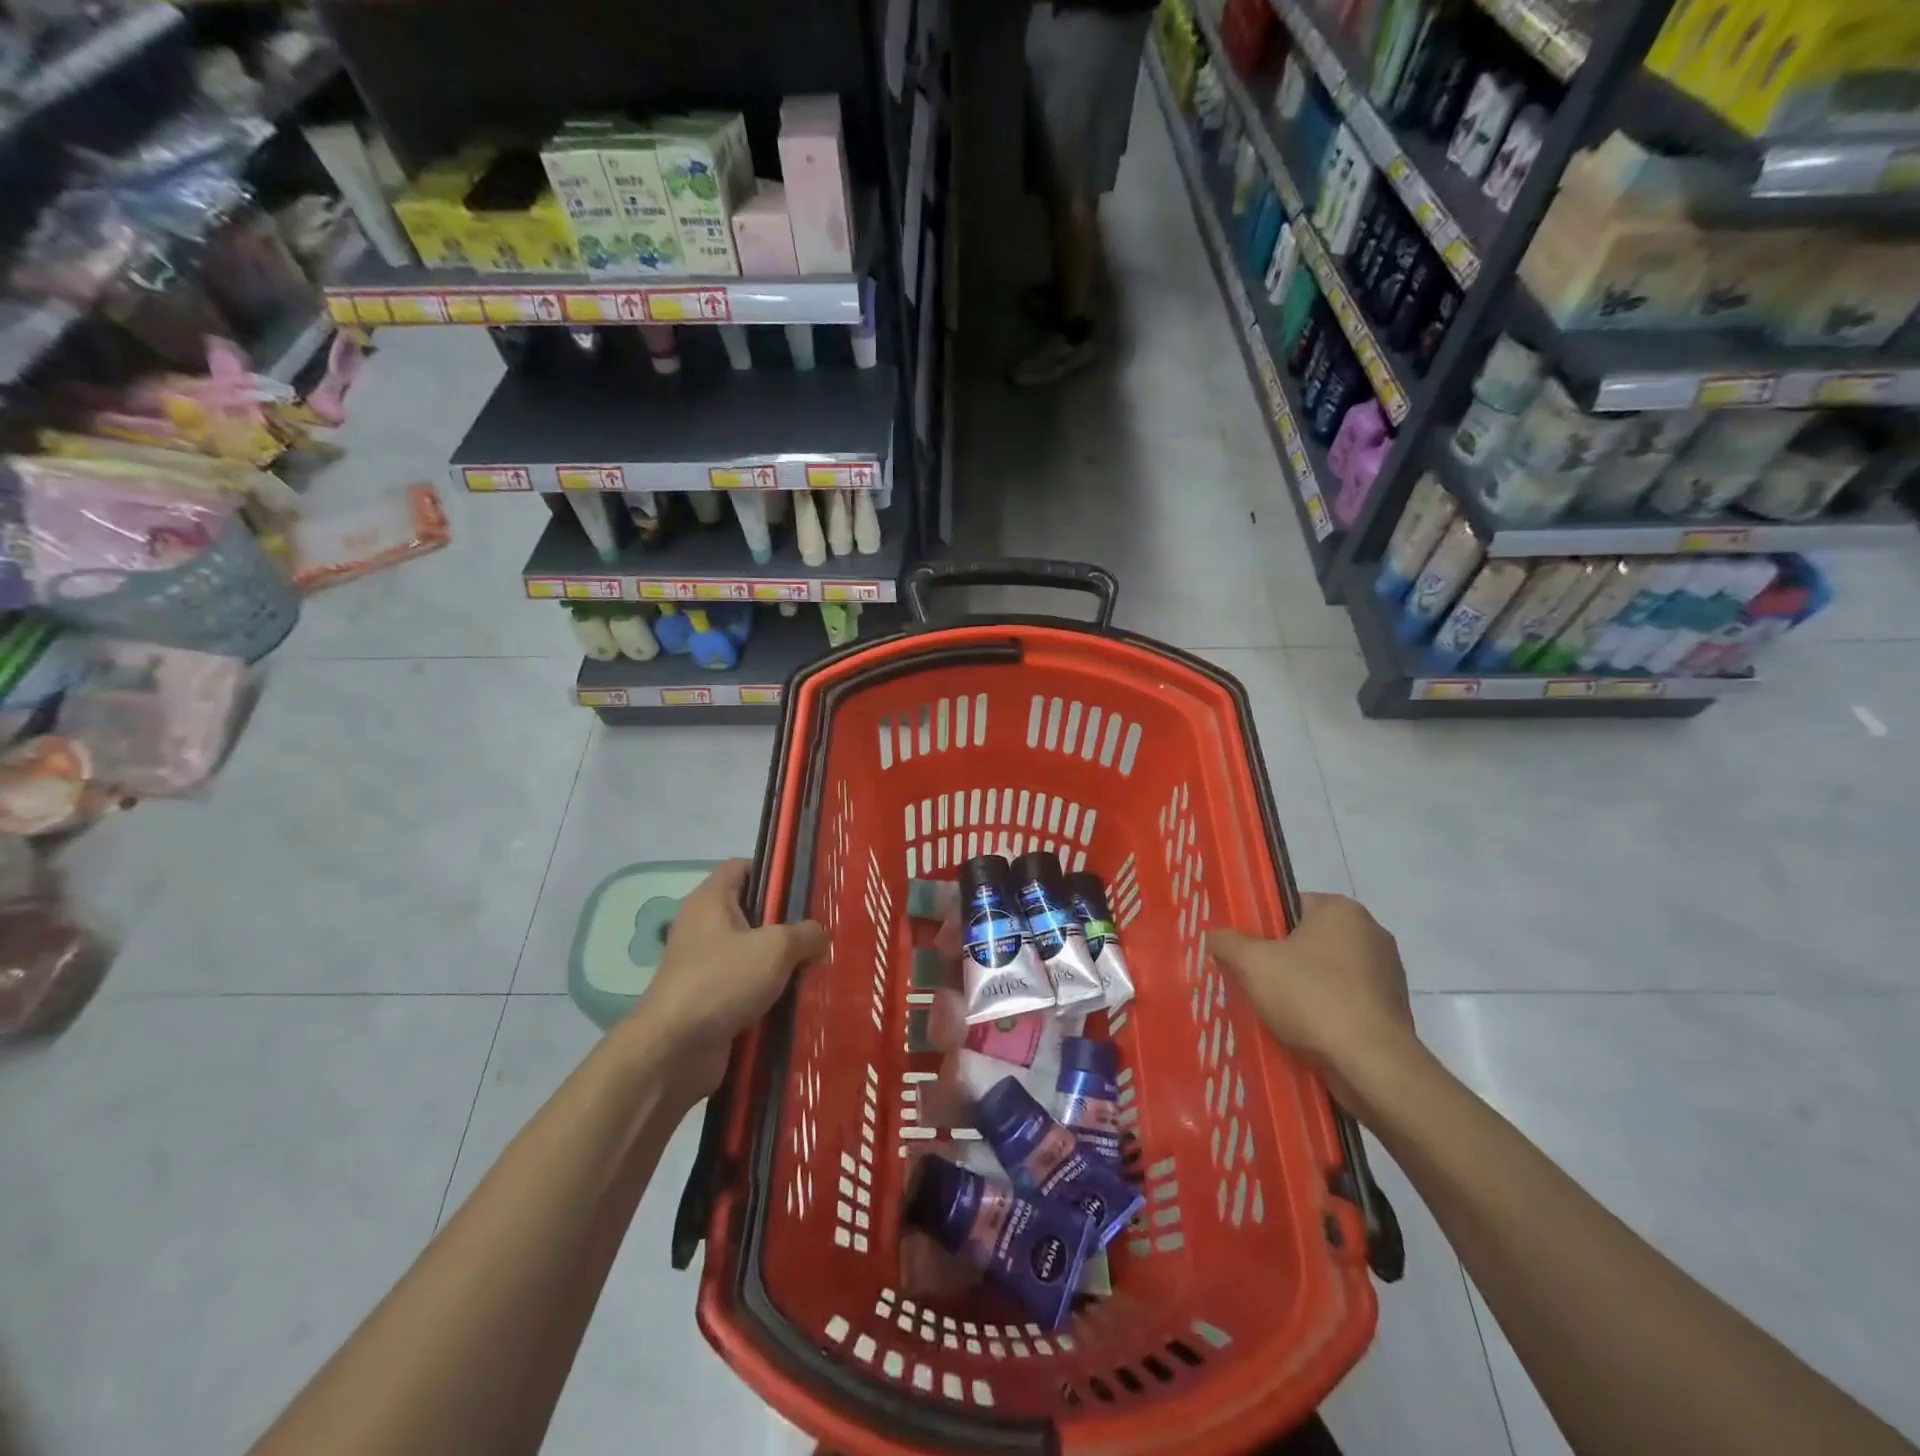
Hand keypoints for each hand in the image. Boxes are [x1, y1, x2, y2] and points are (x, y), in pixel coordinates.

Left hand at [638, 859, 827, 1099]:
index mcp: (711, 900)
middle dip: (787, 923)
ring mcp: (704, 965)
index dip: (773, 872)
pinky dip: (769, 992)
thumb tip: (819, 938)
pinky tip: (798, 999)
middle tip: (821, 933)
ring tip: (817, 967)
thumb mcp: (776, 948)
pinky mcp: (709, 999)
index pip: (742, 867)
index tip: (806, 889)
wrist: (674, 1051)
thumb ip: (806, 934)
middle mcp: (704, 926)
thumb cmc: (722, 981)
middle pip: (752, 911)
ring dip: (781, 962)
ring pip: (752, 952)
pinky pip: (746, 985)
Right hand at [1208, 894, 1416, 1106]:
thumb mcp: (1252, 964)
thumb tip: (1215, 936)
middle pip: (1308, 940)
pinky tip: (1307, 1032)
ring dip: (1304, 988)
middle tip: (1255, 983)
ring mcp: (1388, 972)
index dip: (1262, 928)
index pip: (1289, 905)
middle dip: (1282, 960)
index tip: (1246, 953)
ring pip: (1328, 973)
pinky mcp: (1394, 1009)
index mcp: (1341, 910)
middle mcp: (1371, 932)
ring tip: (1277, 1013)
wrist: (1372, 1064)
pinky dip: (1327, 1012)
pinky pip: (1347, 1001)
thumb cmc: (1311, 997)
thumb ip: (1227, 942)